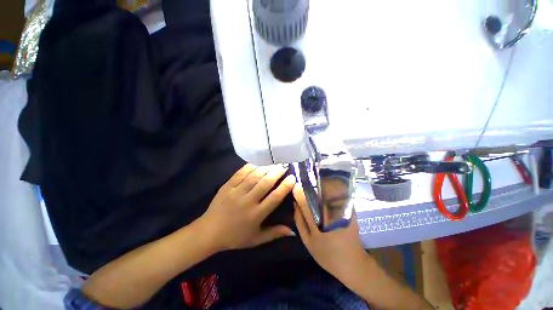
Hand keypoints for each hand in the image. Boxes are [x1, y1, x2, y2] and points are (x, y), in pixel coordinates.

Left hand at [201, 164, 295, 251]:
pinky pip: (240, 173)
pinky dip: (251, 167)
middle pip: (265, 183)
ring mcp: (236, 192)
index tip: (292, 178)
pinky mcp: (227, 186)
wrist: (209, 232)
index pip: (274, 197)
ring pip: (254, 176)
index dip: (285, 186)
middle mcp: (247, 201)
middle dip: (277, 172)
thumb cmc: (235, 237)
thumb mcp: (256, 239)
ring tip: (274, 163)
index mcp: (256, 214)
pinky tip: (258, 163)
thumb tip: (292, 231)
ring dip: (266, 168)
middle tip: (284, 166)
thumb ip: (274, 233)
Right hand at [293, 184, 366, 279]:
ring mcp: (341, 214)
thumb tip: (295, 205)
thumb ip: (300, 222)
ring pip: (330, 194)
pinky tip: (330, 184)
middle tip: (304, 179)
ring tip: (315, 178)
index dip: (299, 193)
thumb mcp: (308, 242)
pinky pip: (340, 197)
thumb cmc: (327, 255)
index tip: (295, 185)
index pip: (305, 204)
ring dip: (323, 184)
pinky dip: (335, 189)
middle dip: (311, 186)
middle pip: (318, 196)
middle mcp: (328, 217)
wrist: (352, 264)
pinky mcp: (350, 212)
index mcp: (316, 225)